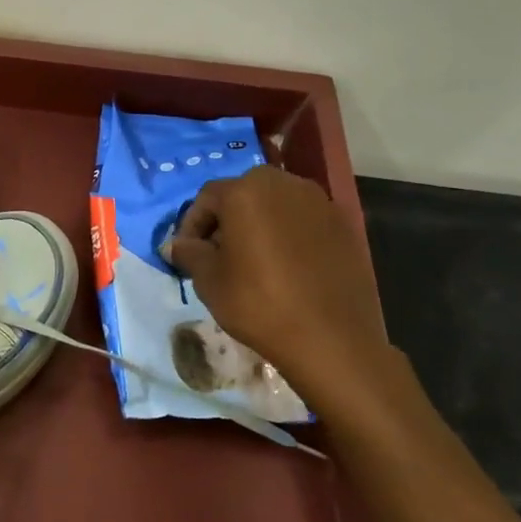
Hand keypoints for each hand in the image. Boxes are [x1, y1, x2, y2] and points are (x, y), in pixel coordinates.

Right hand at [164, 167, 396, 410]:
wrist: (330, 337)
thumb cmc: (258, 303)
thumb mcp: (208, 280)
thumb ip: (189, 253)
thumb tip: (177, 245)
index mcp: (246, 192)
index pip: (207, 197)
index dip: (191, 225)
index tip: (186, 254)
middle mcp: (284, 184)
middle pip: (244, 194)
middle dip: (226, 220)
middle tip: (217, 254)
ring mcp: (319, 203)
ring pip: (276, 205)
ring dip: (257, 225)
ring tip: (250, 261)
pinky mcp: (343, 225)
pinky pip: (302, 221)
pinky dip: (287, 235)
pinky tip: (284, 268)